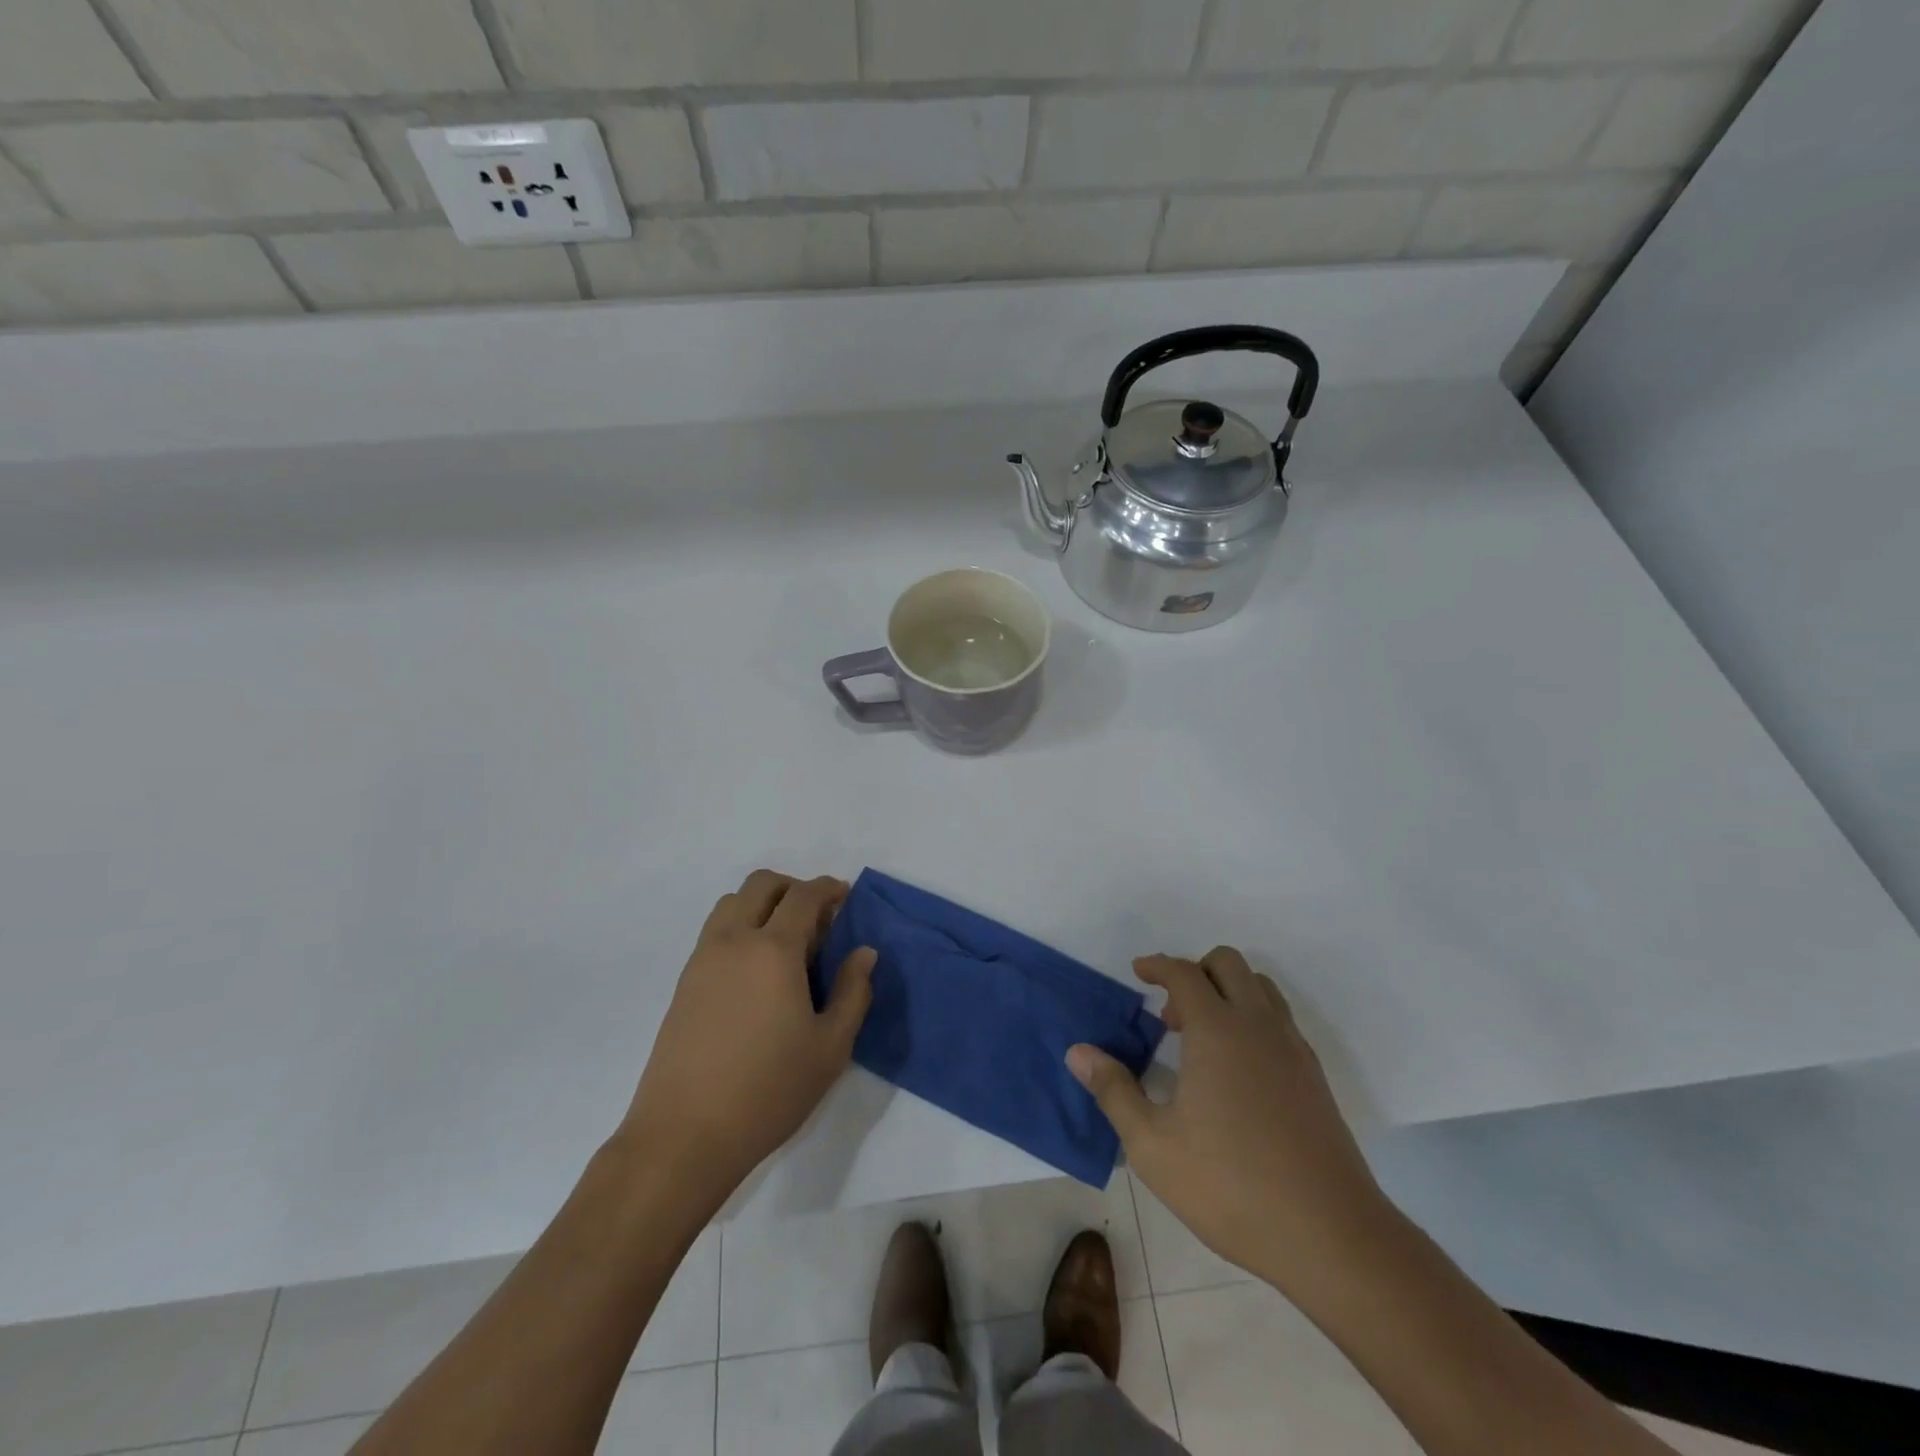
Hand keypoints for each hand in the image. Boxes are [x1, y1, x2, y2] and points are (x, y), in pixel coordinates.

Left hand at [622, 870, 876, 1207]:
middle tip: (817, 917)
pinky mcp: (683, 983)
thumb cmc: (769, 1090)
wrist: (684, 1135)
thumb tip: (863, 952)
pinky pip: (714, 932)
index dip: (828, 888)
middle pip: (761, 884)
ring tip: (785, 941)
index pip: (803, 896)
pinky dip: (739, 927)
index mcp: (774, 950)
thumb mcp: (831, 1047)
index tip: (844, 897)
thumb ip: (854, 992)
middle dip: (793, 887)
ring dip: (762, 903)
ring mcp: (702, 960)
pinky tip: (756, 971)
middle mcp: (734, 941)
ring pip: (731, 903)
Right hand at [1068, 949, 1390, 1295]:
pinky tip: (1237, 1070)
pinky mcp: (1314, 1077)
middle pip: (1229, 964)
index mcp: (1218, 1031)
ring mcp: (1293, 1049)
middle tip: (1171, 1015)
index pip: (1185, 973)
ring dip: (1228, 991)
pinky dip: (1253, 1019)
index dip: (1158, 965)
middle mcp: (1259, 1026)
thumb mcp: (1153, 1145)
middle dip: (1195, 971)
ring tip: (1202, 1038)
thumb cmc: (1231, 1186)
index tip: (1138, 971)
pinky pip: (1280, 1020)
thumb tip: (1077, 1052)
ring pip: (1262, 988)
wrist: (1332, 1236)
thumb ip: (1113, 1091)